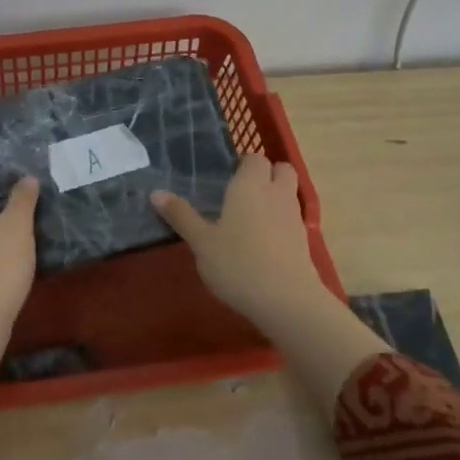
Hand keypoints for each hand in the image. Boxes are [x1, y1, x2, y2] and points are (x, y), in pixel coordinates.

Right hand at [151, 154, 329, 323]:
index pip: (254, 158)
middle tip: (242, 192)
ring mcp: (294, 217)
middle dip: (267, 173)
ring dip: (275, 196)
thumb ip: (181, 215)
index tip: (227, 177)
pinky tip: (263, 241)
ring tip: (250, 217)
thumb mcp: (201, 242)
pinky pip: (292, 218)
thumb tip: (155, 192)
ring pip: (289, 193)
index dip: (243, 164)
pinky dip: (281, 221)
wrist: (287, 301)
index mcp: (249, 186)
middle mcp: (275, 194)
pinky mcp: (304, 241)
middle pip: (281, 169)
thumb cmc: (237, 264)